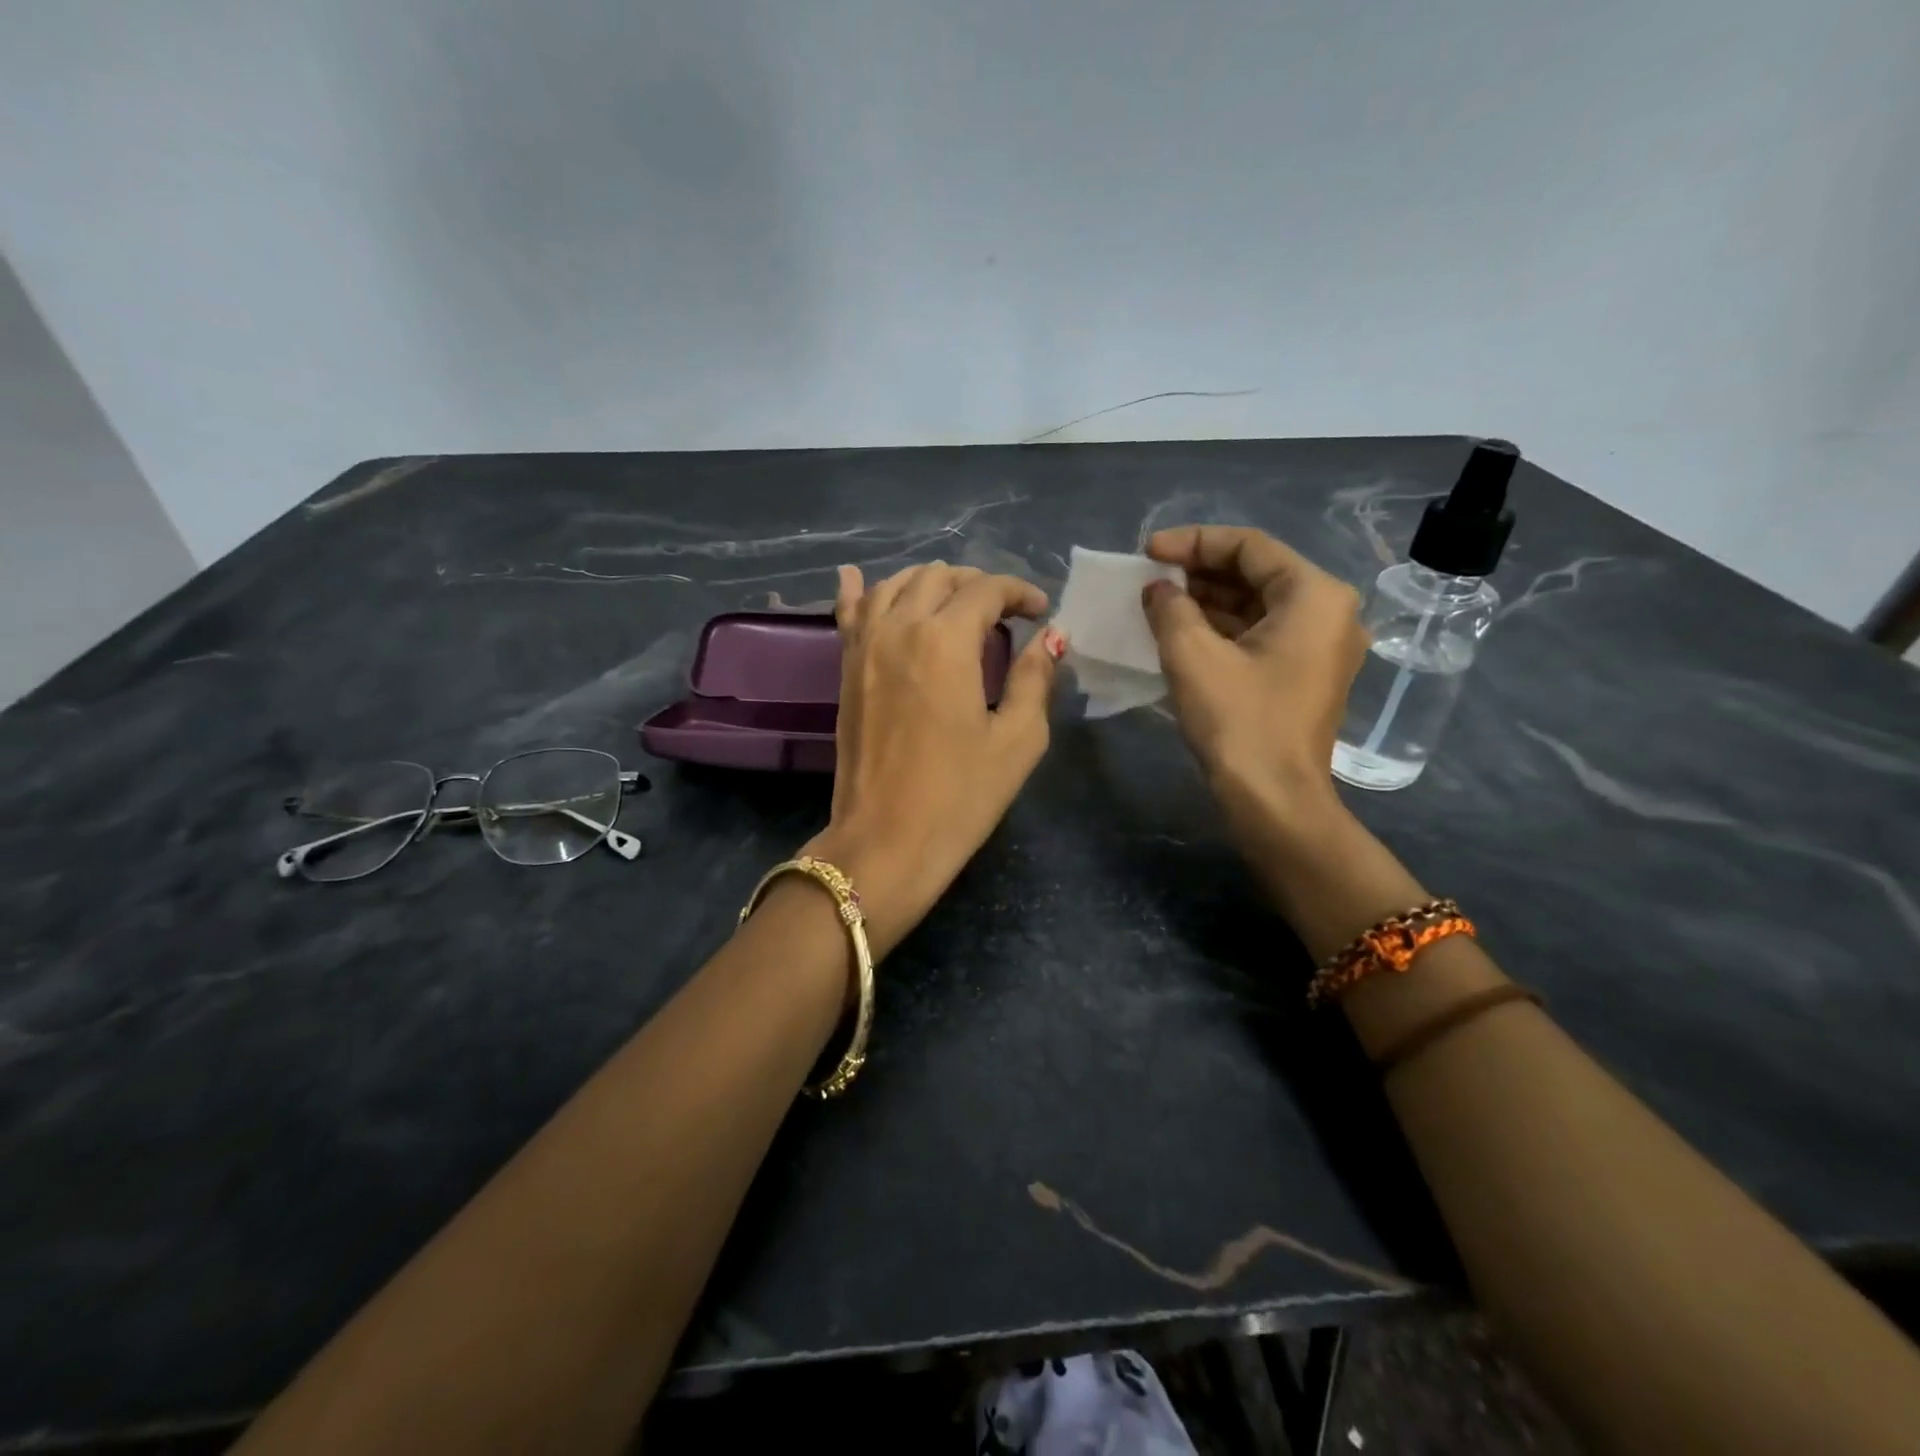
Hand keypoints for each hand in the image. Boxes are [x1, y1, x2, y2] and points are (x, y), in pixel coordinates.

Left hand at [803, 562, 1064, 957]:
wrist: (885, 842)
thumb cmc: (960, 797)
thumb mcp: (1016, 740)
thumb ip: (1034, 678)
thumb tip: (1051, 637)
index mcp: (945, 641)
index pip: (986, 589)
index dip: (1019, 592)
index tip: (1040, 612)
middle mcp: (899, 628)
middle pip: (939, 578)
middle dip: (978, 584)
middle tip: (1004, 614)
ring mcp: (863, 647)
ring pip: (894, 585)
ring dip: (930, 584)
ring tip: (955, 604)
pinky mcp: (844, 670)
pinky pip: (849, 614)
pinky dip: (859, 591)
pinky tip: (856, 575)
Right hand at [1141, 526, 1367, 846]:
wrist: (1274, 801)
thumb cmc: (1239, 722)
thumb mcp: (1192, 656)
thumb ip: (1169, 608)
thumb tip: (1158, 589)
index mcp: (1314, 595)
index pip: (1249, 547)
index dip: (1192, 542)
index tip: (1147, 552)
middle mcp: (1329, 612)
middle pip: (1257, 573)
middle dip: (1199, 572)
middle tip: (1150, 579)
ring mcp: (1321, 646)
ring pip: (1257, 605)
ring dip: (1206, 601)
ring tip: (1157, 604)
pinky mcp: (1306, 675)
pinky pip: (1261, 634)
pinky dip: (1222, 629)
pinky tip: (1181, 633)